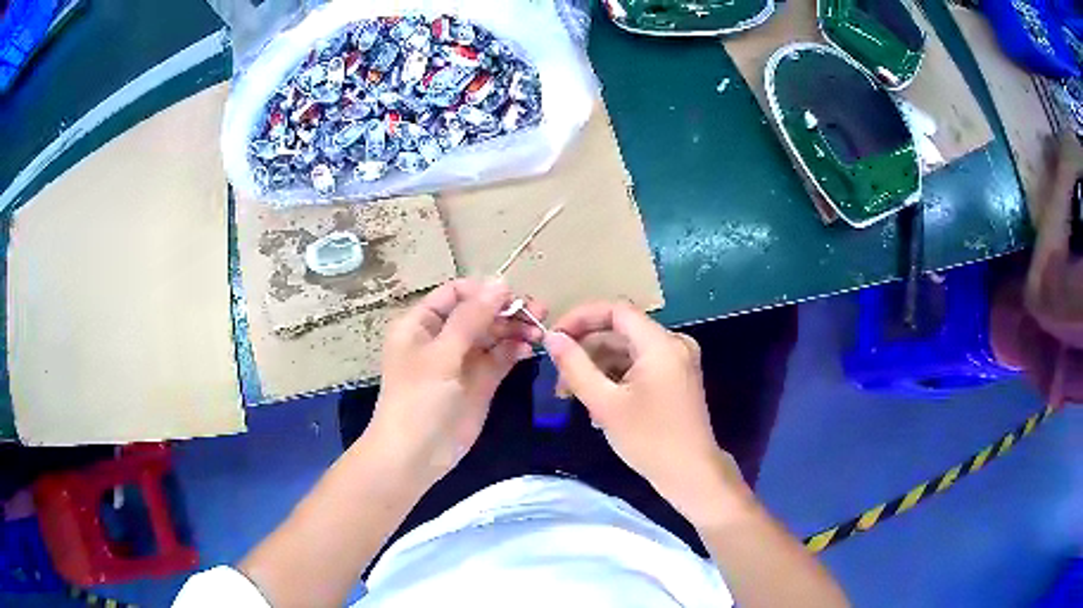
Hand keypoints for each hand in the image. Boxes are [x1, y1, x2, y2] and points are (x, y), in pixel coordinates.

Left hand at [366, 278, 545, 487]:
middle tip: (538, 312)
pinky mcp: (479, 382)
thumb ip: (471, 318)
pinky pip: (500, 357)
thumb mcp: (441, 356)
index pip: (454, 294)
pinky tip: (531, 348)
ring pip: (492, 334)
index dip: (483, 291)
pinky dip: (515, 350)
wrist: (415, 457)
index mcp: (421, 324)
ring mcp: (462, 361)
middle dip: (506, 310)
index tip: (512, 296)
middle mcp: (442, 338)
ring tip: (539, 330)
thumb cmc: (418, 400)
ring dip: (515, 329)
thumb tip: (500, 282)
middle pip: (478, 312)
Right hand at [544, 302, 748, 525]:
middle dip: (586, 351)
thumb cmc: (649, 440)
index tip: (554, 337)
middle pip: (620, 331)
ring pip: (628, 350)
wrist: (691, 474)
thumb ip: (575, 366)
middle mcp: (673, 343)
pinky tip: (598, 404)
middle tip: (559, 378)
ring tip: (573, 397)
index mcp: (660, 343)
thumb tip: (552, 337)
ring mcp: (677, 361)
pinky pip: (640, 365)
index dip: (581, 318)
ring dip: (598, 368)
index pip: (616, 310)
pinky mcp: (676, 377)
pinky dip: (616, 378)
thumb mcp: (605, 404)